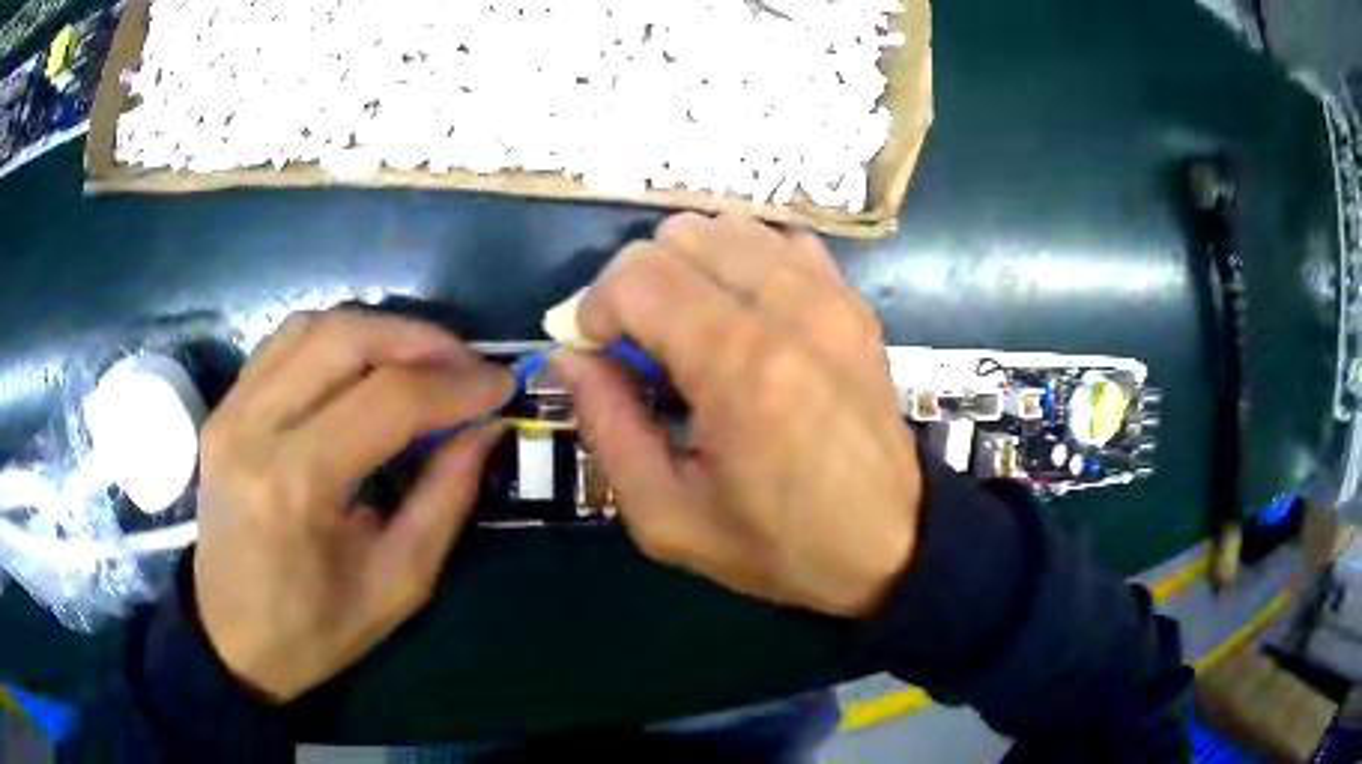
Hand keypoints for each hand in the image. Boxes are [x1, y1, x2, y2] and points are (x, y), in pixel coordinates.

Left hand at [194, 310, 509, 700]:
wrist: (231, 637)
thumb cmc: (315, 629)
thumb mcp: (398, 582)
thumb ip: (445, 497)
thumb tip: (485, 427)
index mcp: (296, 485)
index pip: (387, 400)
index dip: (455, 385)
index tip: (502, 385)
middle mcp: (254, 428)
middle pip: (346, 339)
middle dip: (421, 340)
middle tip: (467, 363)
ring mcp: (231, 410)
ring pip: (313, 326)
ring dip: (379, 330)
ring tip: (424, 359)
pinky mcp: (224, 408)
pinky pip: (284, 343)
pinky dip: (336, 338)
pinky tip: (365, 364)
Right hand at [552, 213, 920, 617]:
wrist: (891, 542)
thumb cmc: (777, 544)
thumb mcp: (667, 516)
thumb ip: (606, 426)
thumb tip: (571, 355)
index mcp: (739, 366)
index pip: (637, 275)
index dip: (595, 306)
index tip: (599, 353)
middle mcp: (788, 307)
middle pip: (677, 234)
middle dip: (636, 282)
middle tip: (640, 343)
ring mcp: (829, 294)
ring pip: (726, 225)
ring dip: (688, 266)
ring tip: (690, 326)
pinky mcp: (851, 299)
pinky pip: (778, 240)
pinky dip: (742, 260)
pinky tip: (742, 312)